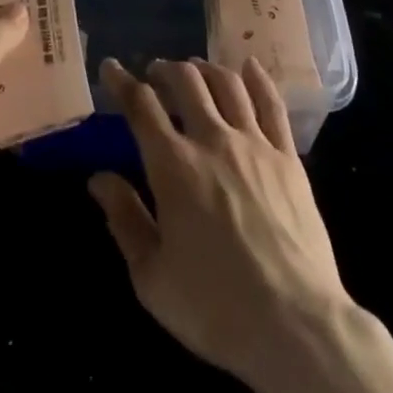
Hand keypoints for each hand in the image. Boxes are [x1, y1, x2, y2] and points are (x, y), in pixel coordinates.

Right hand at [89, 56, 351, 389]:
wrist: (294, 325)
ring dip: (205, 68)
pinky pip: (272, 104)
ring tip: (194, 69)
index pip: (141, 106)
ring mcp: (254, 144)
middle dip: (165, 69)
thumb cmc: (214, 307)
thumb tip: (98, 179)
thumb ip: (124, 220)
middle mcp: (212, 140)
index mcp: (173, 166)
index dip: (122, 81)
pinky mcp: (288, 157)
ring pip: (227, 84)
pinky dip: (258, 78)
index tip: (111, 67)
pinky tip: (249, 67)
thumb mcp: (151, 277)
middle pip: (186, 82)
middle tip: (155, 72)